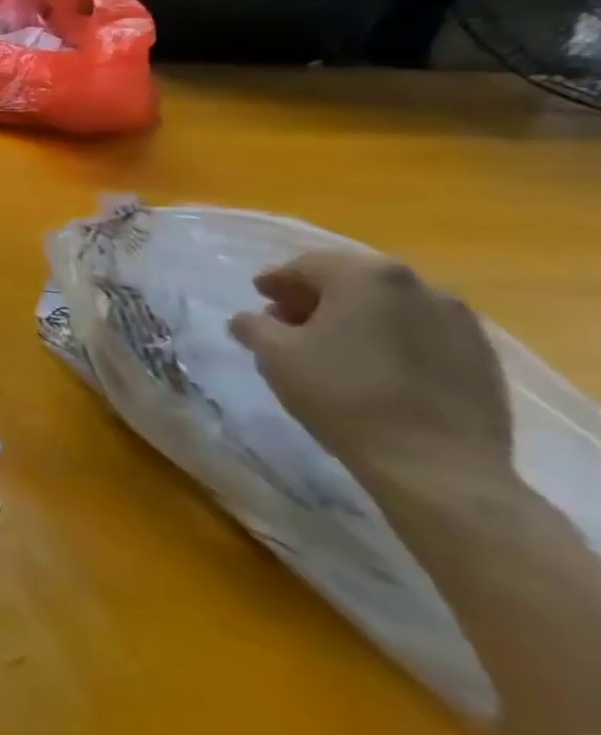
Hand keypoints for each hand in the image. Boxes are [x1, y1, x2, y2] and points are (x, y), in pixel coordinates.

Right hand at [228, 250, 512, 483]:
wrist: (439, 468)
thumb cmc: (343, 396)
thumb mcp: (273, 355)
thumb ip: (252, 325)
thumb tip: (249, 320)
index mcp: (366, 276)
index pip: (307, 266)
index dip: (276, 281)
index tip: (260, 298)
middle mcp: (419, 286)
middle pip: (352, 281)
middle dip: (316, 298)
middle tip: (289, 323)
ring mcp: (461, 322)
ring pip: (391, 307)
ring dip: (357, 317)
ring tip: (334, 348)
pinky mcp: (484, 357)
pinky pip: (423, 333)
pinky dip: (392, 339)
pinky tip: (375, 368)